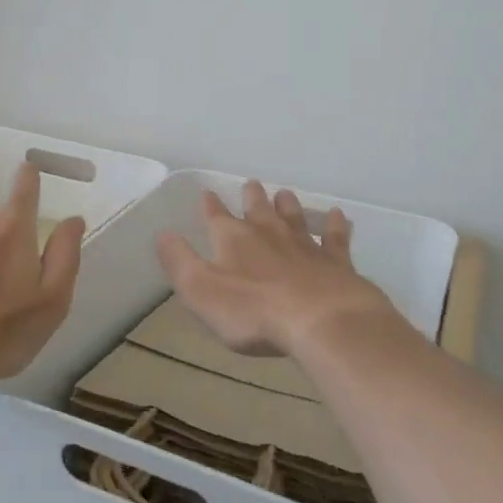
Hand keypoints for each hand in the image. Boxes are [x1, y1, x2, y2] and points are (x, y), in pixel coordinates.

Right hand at [155, 181, 393, 357]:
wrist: (319, 318)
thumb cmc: (253, 310)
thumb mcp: (201, 290)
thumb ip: (180, 261)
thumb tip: (162, 234)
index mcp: (233, 239)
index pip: (217, 216)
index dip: (210, 205)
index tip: (207, 193)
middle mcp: (268, 232)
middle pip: (258, 208)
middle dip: (252, 196)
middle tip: (251, 184)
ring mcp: (304, 244)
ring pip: (293, 216)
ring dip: (287, 204)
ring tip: (284, 194)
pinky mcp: (334, 260)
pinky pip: (334, 237)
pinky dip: (335, 225)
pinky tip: (339, 215)